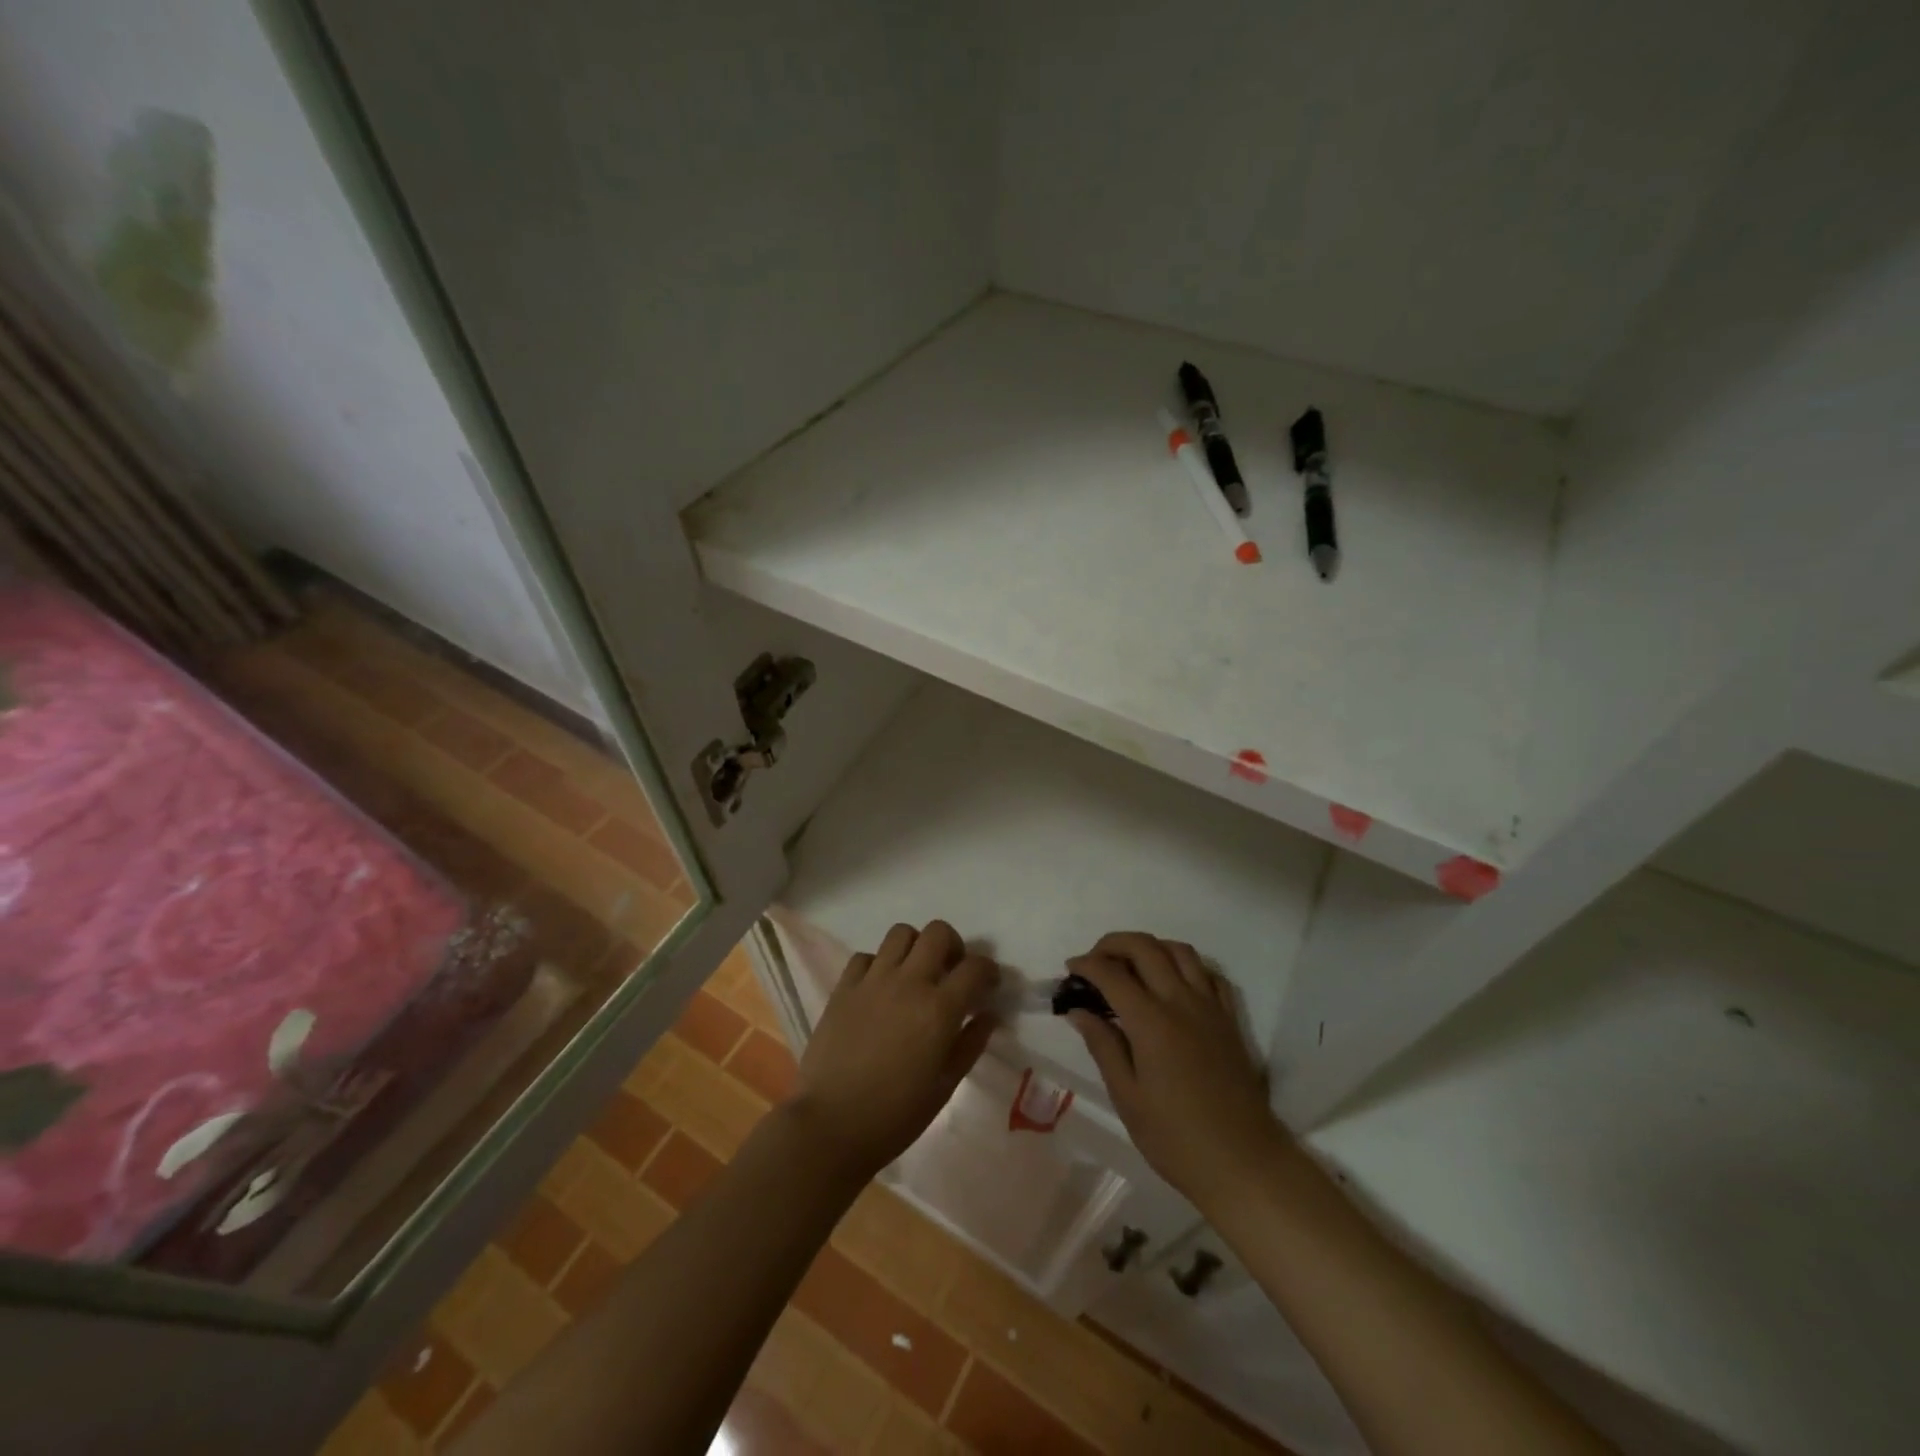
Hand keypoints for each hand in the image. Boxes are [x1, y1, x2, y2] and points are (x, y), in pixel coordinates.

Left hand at [788, 920, 998, 1183]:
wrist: (831, 1125)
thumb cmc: (895, 1115)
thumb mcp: (944, 1086)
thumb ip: (970, 1044)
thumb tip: (988, 1015)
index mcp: (939, 1009)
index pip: (975, 967)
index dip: (989, 971)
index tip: (988, 985)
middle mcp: (908, 982)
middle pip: (938, 932)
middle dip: (953, 946)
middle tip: (951, 972)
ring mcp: (873, 980)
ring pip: (901, 933)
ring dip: (915, 947)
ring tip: (915, 974)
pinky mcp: (844, 987)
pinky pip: (866, 956)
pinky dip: (879, 964)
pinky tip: (880, 989)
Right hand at [1065, 932, 1287, 1207]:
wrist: (1243, 1163)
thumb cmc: (1176, 1138)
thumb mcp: (1127, 1097)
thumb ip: (1103, 1045)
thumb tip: (1079, 1010)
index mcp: (1151, 1022)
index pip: (1111, 973)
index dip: (1086, 965)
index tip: (1070, 971)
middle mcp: (1181, 1002)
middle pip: (1145, 947)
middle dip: (1113, 944)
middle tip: (1094, 962)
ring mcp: (1210, 1007)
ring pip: (1179, 951)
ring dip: (1150, 947)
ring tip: (1130, 965)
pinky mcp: (1229, 1019)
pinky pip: (1208, 973)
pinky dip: (1185, 965)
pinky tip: (1172, 983)